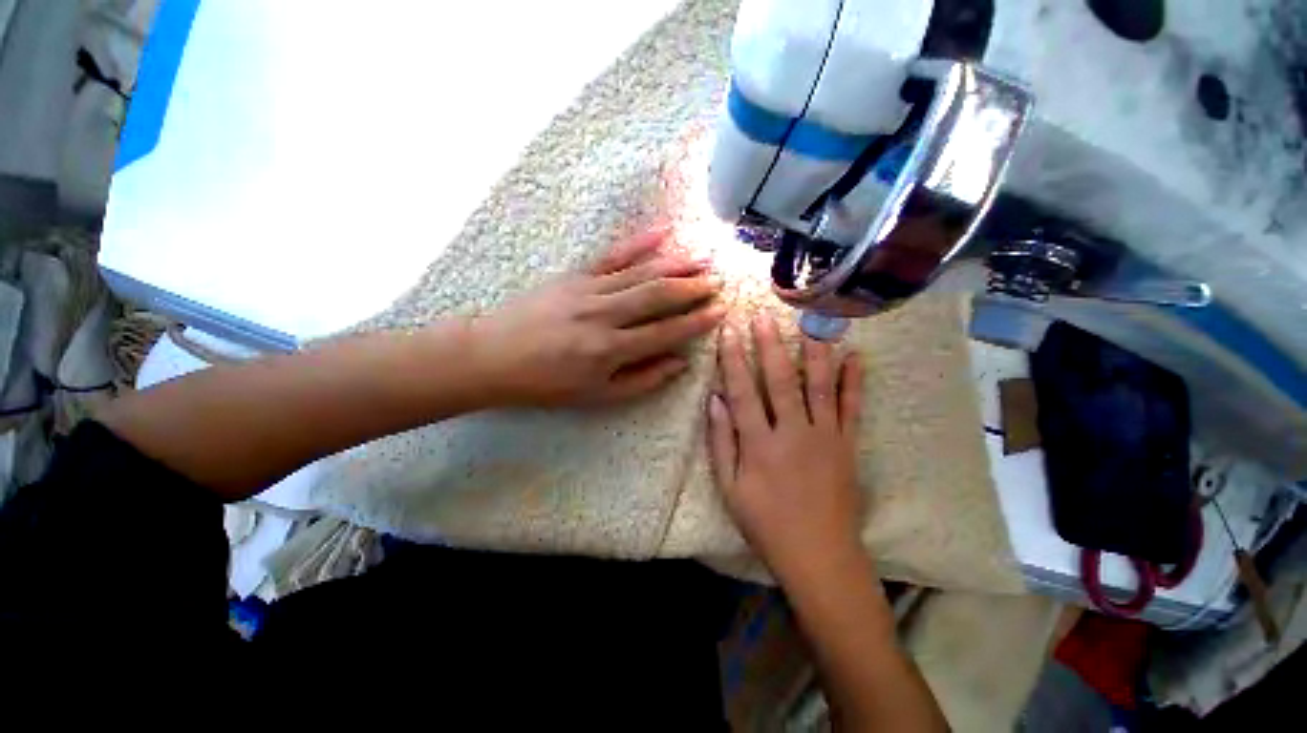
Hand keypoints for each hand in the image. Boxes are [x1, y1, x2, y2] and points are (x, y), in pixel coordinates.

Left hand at [471, 229, 725, 406]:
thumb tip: (680, 364)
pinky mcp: (574, 275)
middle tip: (718, 281)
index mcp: (610, 350)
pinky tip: (662, 232)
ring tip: (702, 258)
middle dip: (692, 288)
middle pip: (658, 295)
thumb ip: (643, 380)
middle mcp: (604, 315)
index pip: (665, 331)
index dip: (696, 322)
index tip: (720, 311)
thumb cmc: (546, 384)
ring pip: (640, 272)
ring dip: (675, 264)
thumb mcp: (597, 396)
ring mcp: (588, 290)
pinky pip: (611, 255)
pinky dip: (638, 242)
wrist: (492, 356)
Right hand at [708, 315, 865, 581]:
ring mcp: (825, 437)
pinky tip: (856, 357)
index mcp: (759, 444)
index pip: (741, 391)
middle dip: (768, 345)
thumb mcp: (730, 488)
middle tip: (763, 317)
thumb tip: (714, 401)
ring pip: (818, 386)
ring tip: (810, 324)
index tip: (728, 332)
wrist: (820, 556)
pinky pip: (852, 407)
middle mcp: (792, 432)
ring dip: (813, 353)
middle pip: (779, 380)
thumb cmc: (766, 524)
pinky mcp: (847, 445)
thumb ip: (721, 442)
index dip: (733, 359)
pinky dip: (854, 381)